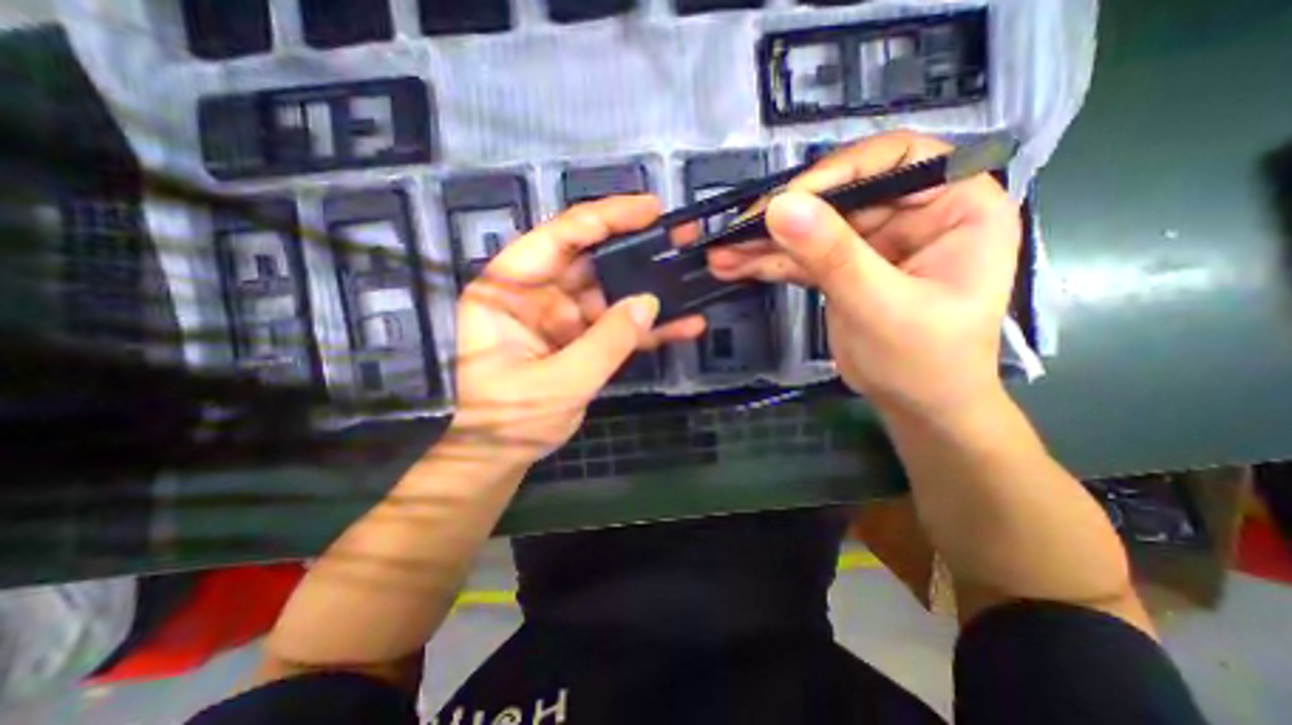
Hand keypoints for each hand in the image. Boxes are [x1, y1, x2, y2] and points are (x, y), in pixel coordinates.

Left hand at [446, 196, 706, 462]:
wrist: (505, 452)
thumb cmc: (511, 418)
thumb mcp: (558, 382)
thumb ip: (605, 342)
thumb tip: (648, 301)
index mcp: (508, 291)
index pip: (557, 239)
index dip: (604, 218)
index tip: (650, 208)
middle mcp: (535, 294)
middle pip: (590, 258)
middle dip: (635, 247)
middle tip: (679, 235)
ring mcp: (562, 316)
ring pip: (610, 291)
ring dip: (648, 288)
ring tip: (690, 274)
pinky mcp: (582, 338)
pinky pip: (617, 325)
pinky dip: (648, 327)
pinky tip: (684, 325)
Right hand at [707, 129, 1018, 416]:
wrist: (915, 406)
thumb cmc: (924, 361)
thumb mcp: (880, 306)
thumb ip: (833, 255)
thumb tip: (781, 207)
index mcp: (955, 204)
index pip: (896, 159)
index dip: (838, 171)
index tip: (787, 201)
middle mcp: (912, 212)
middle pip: (839, 196)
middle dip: (783, 217)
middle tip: (734, 233)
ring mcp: (872, 241)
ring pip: (812, 228)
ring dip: (764, 242)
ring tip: (721, 254)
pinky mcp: (843, 266)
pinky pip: (802, 256)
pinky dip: (768, 262)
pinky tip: (735, 266)